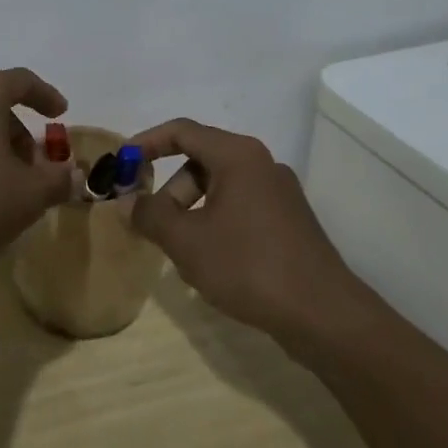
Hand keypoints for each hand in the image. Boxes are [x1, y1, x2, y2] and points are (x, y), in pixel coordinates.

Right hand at [128, 118, 358, 341]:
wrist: (325, 316)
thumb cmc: (249, 266)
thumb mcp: (186, 241)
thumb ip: (149, 215)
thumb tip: (125, 202)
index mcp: (237, 156)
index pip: (181, 131)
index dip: (146, 143)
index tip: (121, 164)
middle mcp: (261, 164)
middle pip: (200, 161)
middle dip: (169, 190)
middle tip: (153, 223)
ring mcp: (279, 193)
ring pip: (219, 188)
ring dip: (191, 211)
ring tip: (182, 252)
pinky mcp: (289, 221)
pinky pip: (239, 207)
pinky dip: (215, 223)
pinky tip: (211, 262)